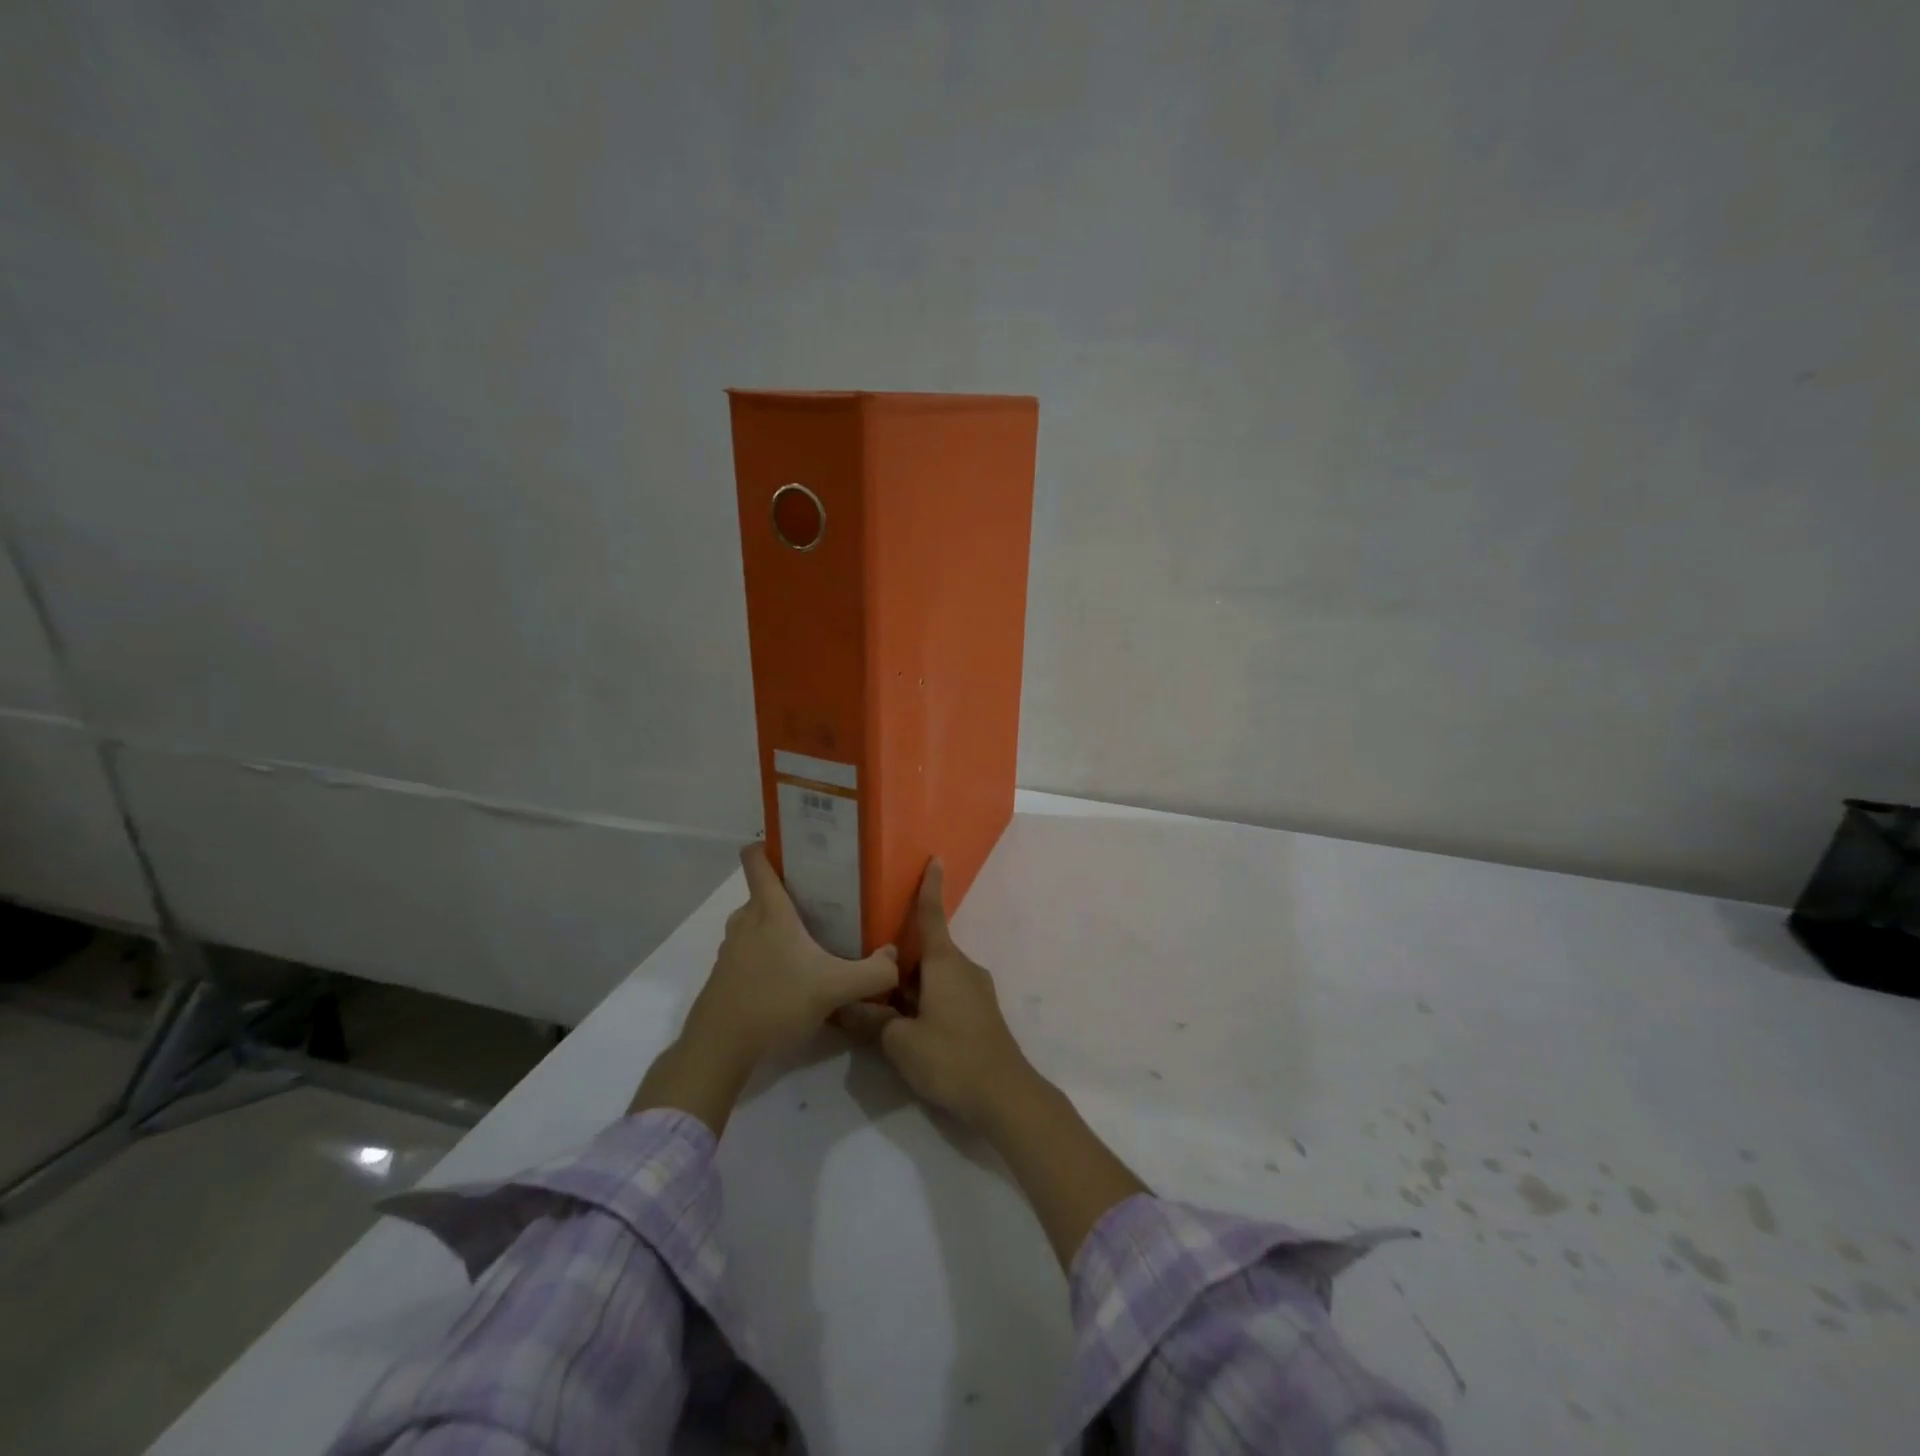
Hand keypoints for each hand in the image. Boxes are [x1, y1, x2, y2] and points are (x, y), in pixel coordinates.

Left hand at [632, 843, 898, 1130]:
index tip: (798, 846)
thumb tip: (894, 956)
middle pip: (764, 892)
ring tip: (812, 937)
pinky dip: (768, 953)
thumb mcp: (834, 989)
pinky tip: (791, 975)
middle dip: (792, 891)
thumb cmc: (774, 1003)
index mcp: (769, 911)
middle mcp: (745, 921)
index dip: (771, 844)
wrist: (719, 1049)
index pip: (757, 859)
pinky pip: (749, 949)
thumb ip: (873, 973)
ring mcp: (730, 949)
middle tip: (826, 899)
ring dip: (779, 925)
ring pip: (757, 922)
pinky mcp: (724, 975)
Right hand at [836, 859, 1036, 1132]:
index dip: (930, 887)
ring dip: (910, 985)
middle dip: (898, 959)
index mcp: (944, 962)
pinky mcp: (980, 1013)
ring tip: (879, 1004)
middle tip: (866, 968)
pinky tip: (906, 1026)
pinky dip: (925, 999)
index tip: (935, 859)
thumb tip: (846, 1007)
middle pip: (926, 951)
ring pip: (934, 976)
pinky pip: (946, 993)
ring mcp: (975, 991)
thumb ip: (872, 1021)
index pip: (932, 915)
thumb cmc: (950, 1056)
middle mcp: (963, 968)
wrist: (1004, 1094)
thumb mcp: (900, 1042)